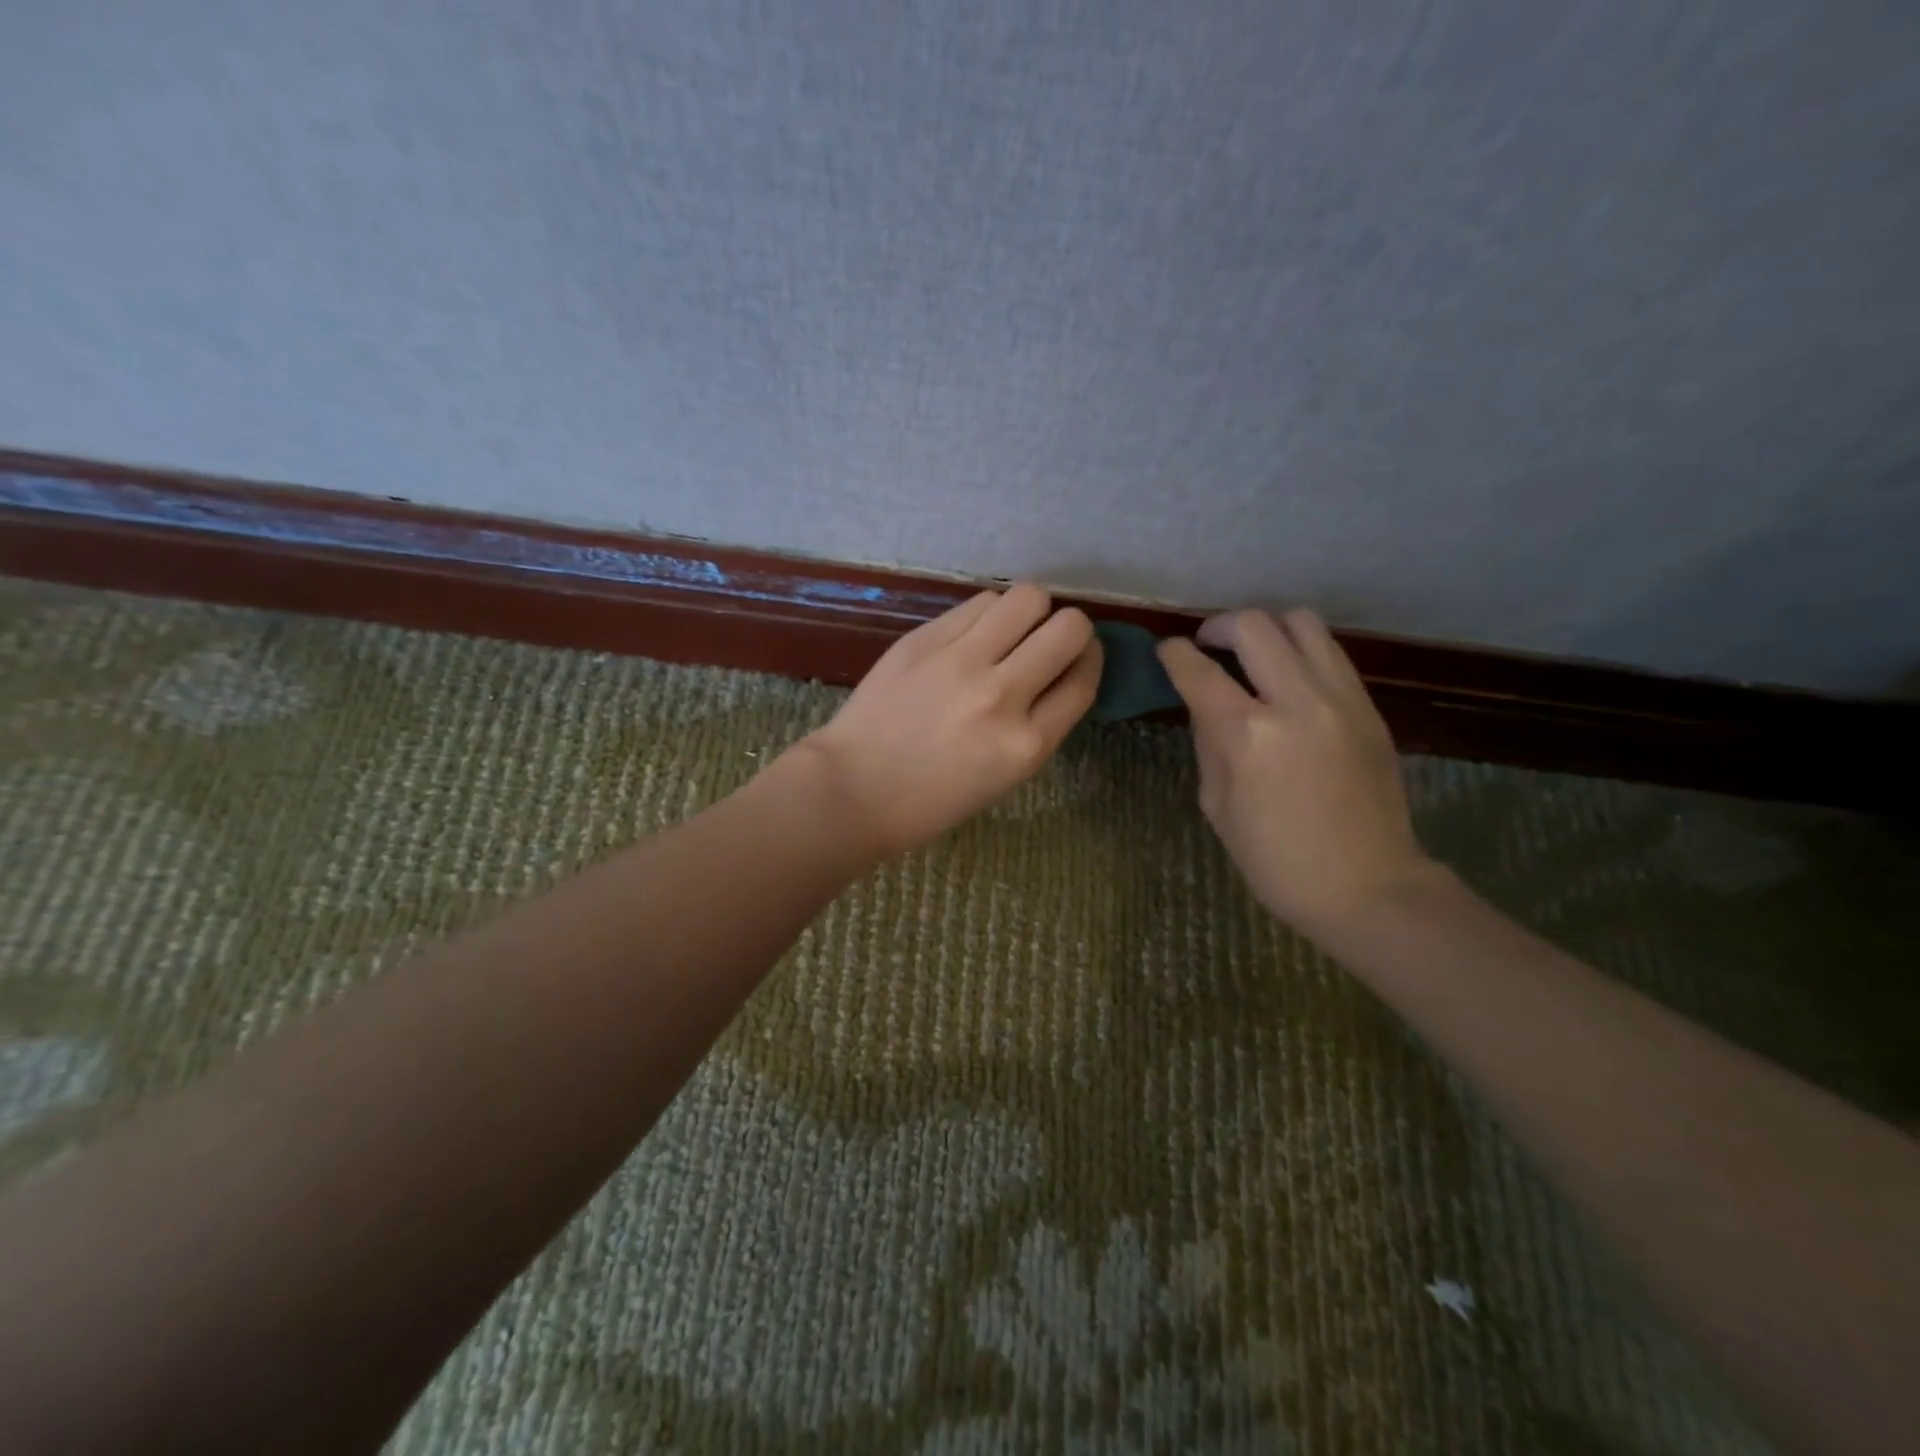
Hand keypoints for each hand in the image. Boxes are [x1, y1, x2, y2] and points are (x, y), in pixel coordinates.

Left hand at [795, 584, 1101, 856]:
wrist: (854, 788)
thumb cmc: (932, 799)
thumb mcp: (1005, 777)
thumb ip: (1039, 725)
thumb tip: (1061, 672)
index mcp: (1026, 745)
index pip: (1083, 679)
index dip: (1090, 659)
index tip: (1079, 656)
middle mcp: (1002, 696)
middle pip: (1069, 627)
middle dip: (1070, 629)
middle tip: (1048, 640)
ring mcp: (960, 662)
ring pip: (1027, 598)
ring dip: (1030, 612)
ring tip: (1010, 631)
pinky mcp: (925, 639)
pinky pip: (979, 603)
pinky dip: (988, 613)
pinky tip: (974, 633)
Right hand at [1157, 608, 1437, 935]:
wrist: (1367, 885)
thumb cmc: (1275, 859)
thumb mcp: (1217, 804)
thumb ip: (1208, 742)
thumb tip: (1204, 703)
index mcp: (1248, 735)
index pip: (1198, 670)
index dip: (1174, 653)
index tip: (1167, 651)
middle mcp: (1297, 702)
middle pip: (1254, 625)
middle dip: (1219, 626)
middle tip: (1207, 645)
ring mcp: (1341, 699)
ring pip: (1302, 623)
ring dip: (1266, 627)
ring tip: (1252, 652)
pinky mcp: (1369, 707)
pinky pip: (1329, 652)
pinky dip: (1299, 650)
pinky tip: (1287, 676)